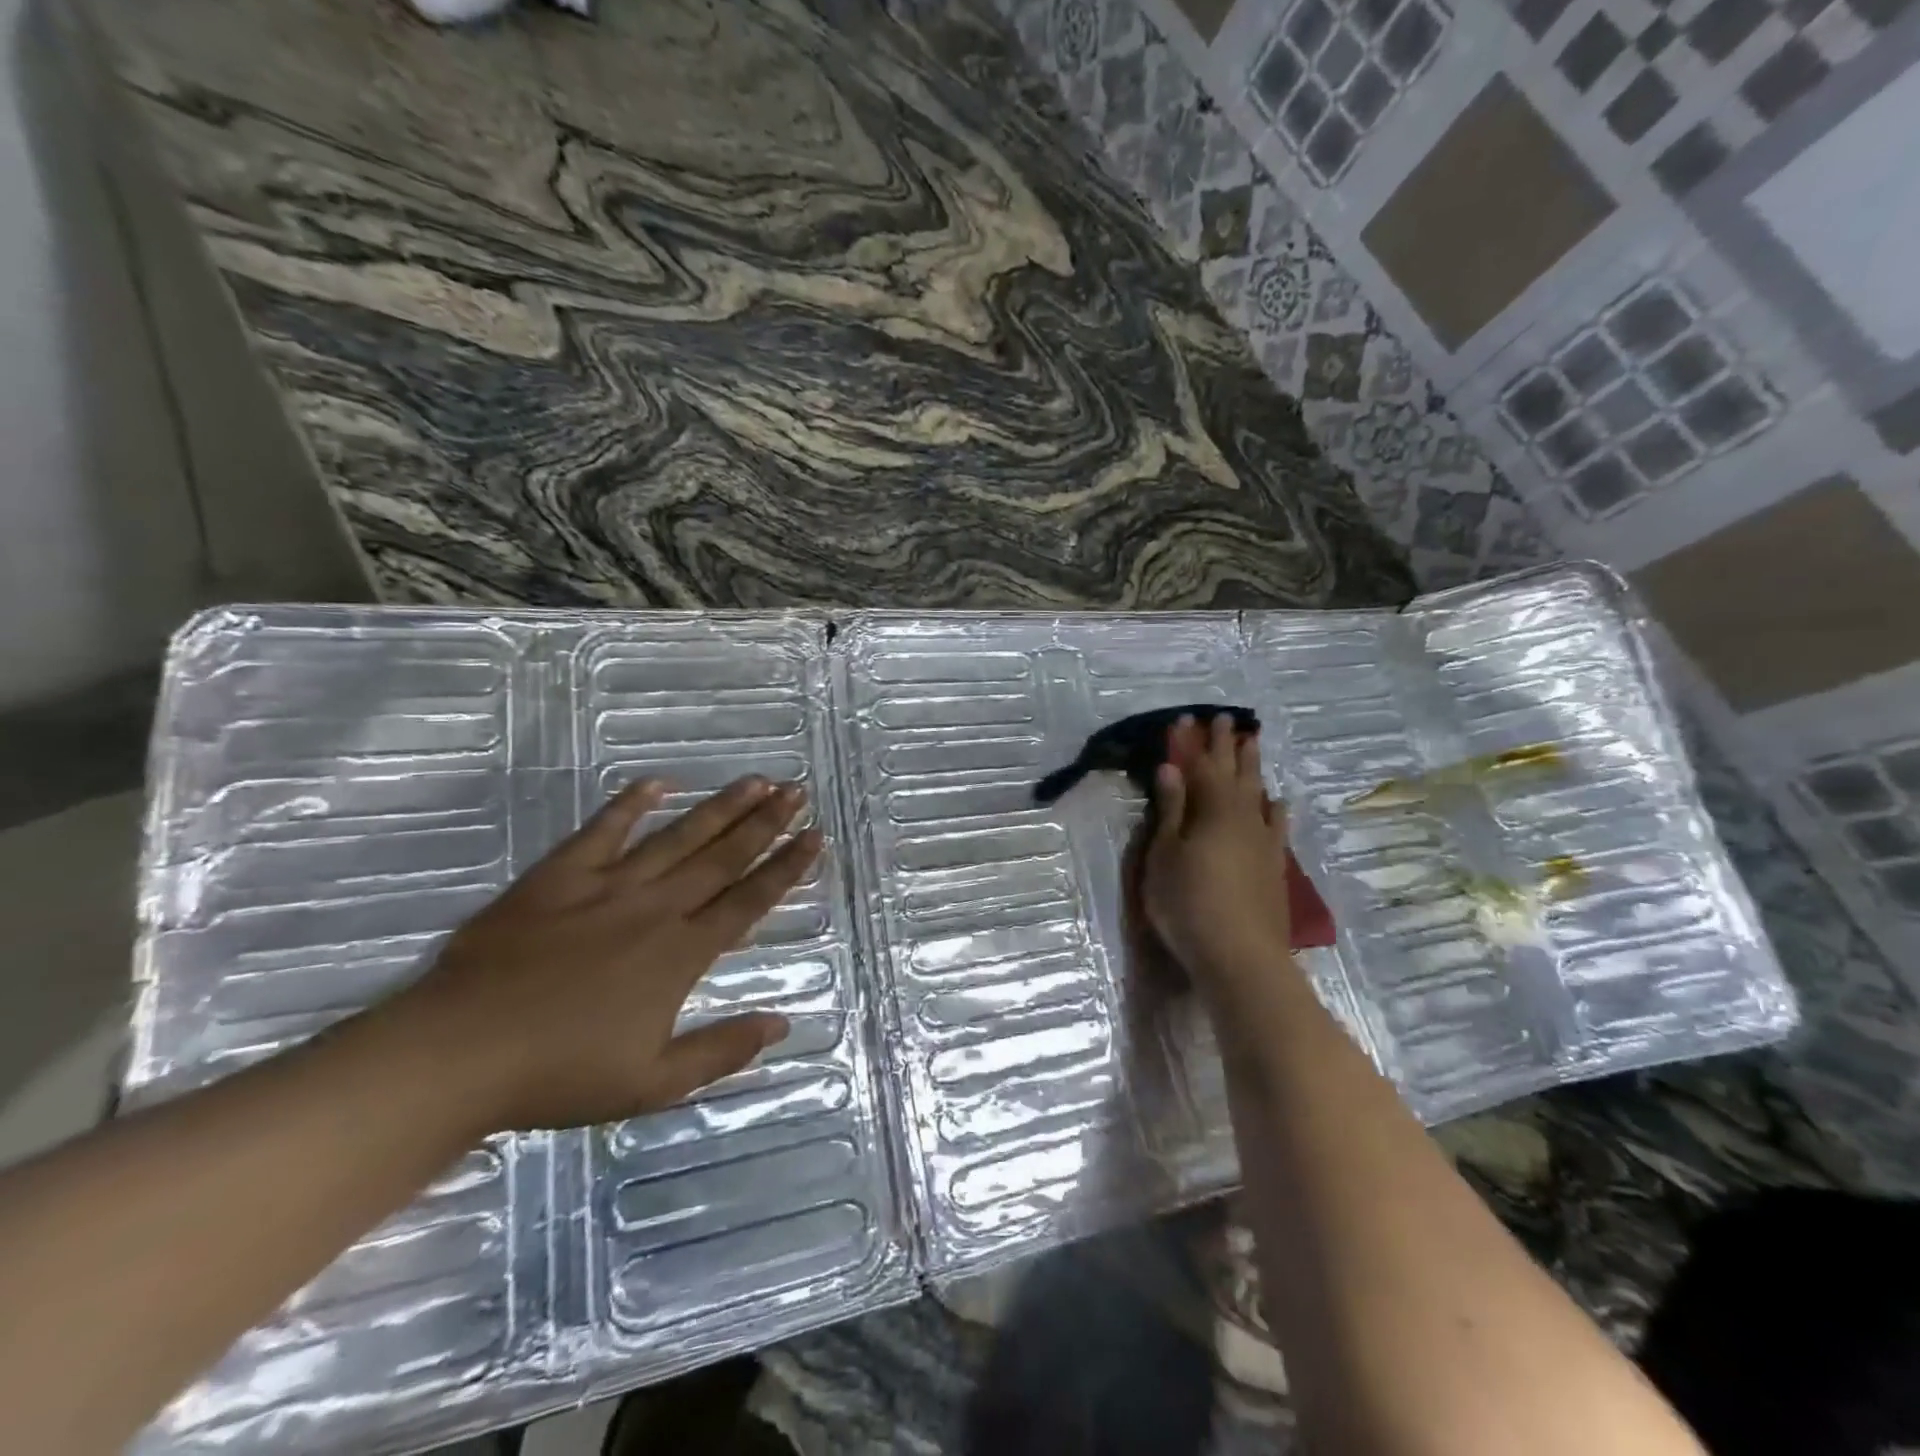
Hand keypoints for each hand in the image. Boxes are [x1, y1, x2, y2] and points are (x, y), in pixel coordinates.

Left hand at [381, 776, 821, 1132]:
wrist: (459, 1053)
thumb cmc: (559, 1075)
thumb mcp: (652, 1083)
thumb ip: (721, 1051)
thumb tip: (782, 1023)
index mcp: (680, 954)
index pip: (749, 901)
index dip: (785, 868)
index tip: (814, 838)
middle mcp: (655, 909)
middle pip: (722, 858)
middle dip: (765, 823)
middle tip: (797, 791)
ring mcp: (607, 887)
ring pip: (677, 837)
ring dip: (720, 808)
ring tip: (755, 781)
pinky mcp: (559, 877)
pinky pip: (602, 831)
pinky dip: (630, 805)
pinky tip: (659, 782)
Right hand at [1141, 714, 1294, 988]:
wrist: (1241, 957)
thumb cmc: (1188, 904)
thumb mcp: (1164, 856)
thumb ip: (1170, 810)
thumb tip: (1170, 769)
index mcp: (1212, 810)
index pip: (1201, 766)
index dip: (1192, 742)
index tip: (1186, 719)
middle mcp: (1243, 817)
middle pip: (1234, 773)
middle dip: (1227, 746)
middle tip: (1225, 720)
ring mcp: (1264, 841)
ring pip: (1258, 793)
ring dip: (1253, 768)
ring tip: (1252, 744)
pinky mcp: (1275, 866)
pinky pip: (1276, 824)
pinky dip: (1274, 808)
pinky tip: (1277, 802)